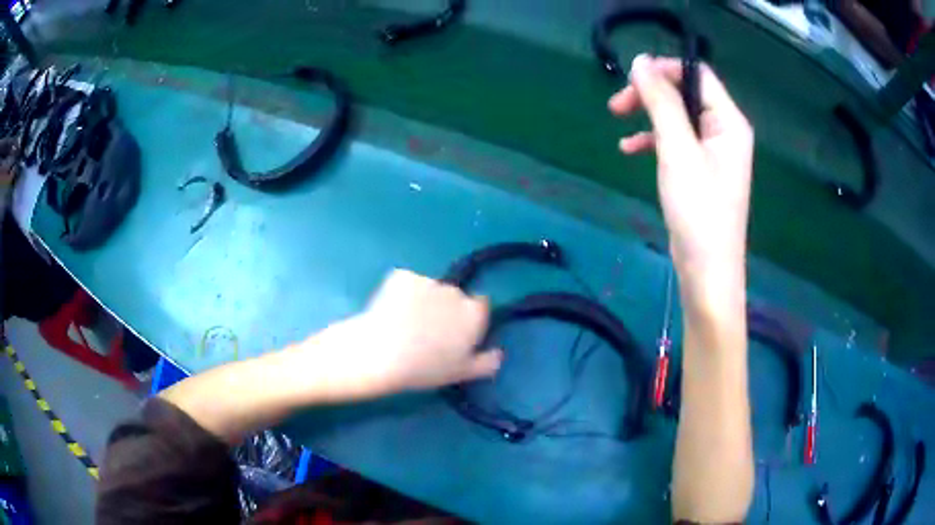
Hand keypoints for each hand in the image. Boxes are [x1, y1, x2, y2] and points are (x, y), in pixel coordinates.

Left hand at [307, 269, 502, 399]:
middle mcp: (455, 291)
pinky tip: (390, 312)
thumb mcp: (461, 374)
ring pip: (430, 289)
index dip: (469, 318)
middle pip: (455, 296)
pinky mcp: (402, 276)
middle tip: (427, 332)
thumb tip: (499, 353)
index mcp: (474, 313)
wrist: (379, 353)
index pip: (482, 305)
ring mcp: (427, 281)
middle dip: (446, 308)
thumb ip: (487, 362)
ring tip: (404, 324)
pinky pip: (407, 283)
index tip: (455, 333)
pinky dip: (401, 294)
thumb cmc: (424, 369)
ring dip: (423, 301)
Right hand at [608, 55, 752, 287]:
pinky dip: (653, 140)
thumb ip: (661, 102)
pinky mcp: (701, 170)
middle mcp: (725, 131)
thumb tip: (640, 61)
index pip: (697, 74)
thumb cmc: (698, 211)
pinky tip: (630, 148)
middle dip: (651, 94)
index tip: (630, 78)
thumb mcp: (678, 150)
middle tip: (617, 104)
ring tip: (618, 121)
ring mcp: (714, 152)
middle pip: (686, 93)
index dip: (664, 69)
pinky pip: (677, 141)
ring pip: (678, 116)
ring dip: (648, 115)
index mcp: (729, 121)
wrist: (707, 272)